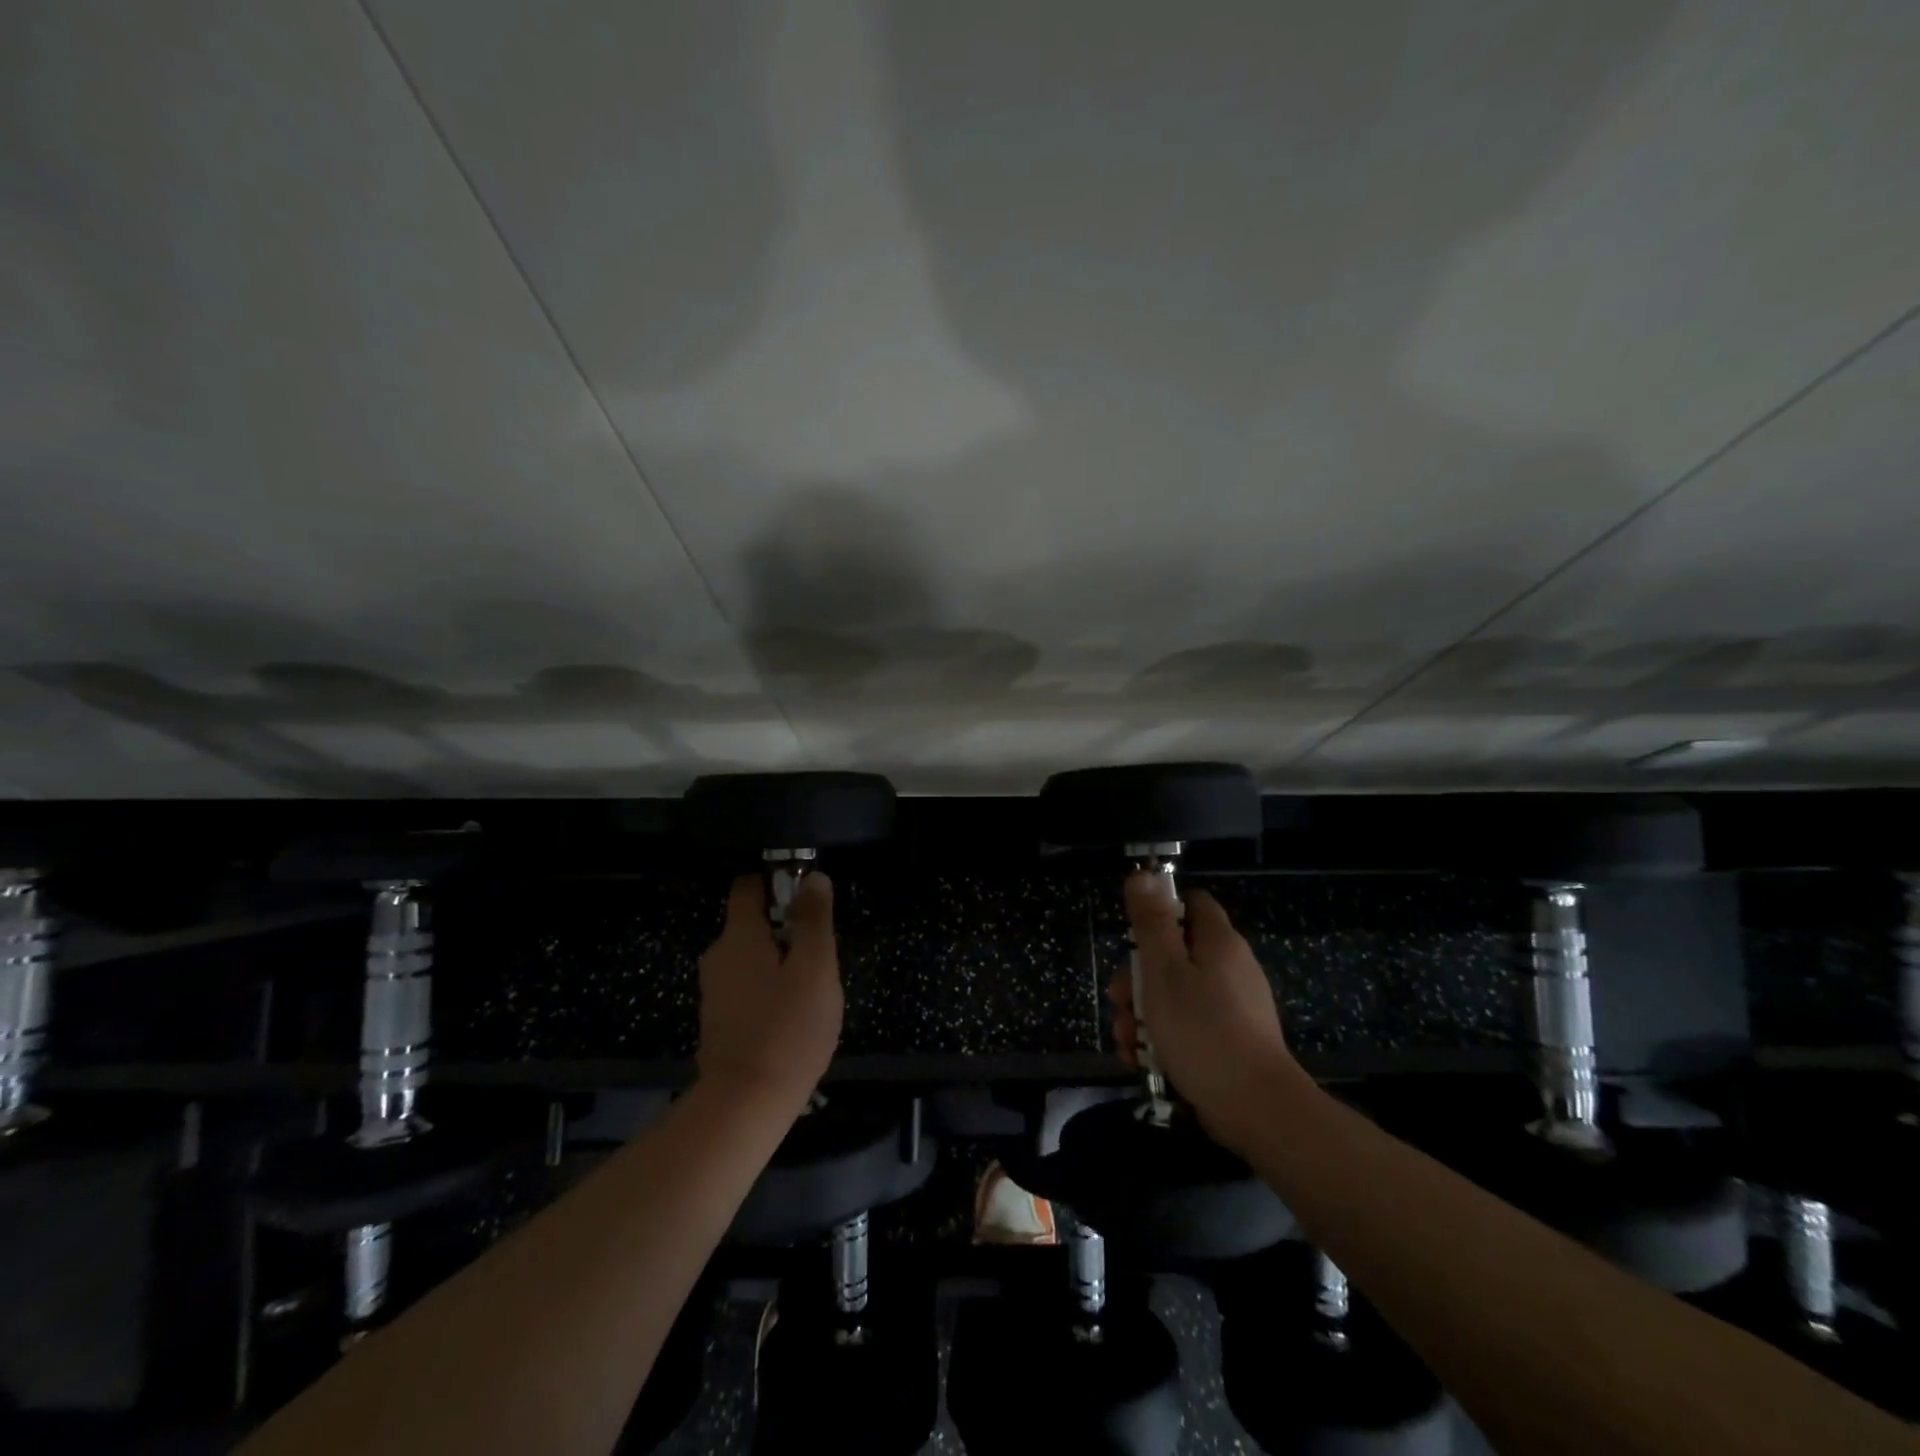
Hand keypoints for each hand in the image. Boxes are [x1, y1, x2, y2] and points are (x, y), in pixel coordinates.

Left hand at [696, 873, 843, 1109]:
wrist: (744, 1105)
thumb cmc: (787, 1028)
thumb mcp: (815, 968)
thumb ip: (814, 920)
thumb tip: (813, 878)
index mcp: (738, 936)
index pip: (748, 886)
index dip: (778, 882)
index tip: (808, 897)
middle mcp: (718, 957)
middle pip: (752, 924)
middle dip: (787, 929)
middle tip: (821, 953)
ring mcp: (714, 992)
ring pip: (752, 959)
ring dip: (780, 963)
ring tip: (813, 989)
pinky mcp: (718, 1022)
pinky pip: (747, 989)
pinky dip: (768, 990)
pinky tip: (792, 1016)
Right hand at [1108, 872, 1299, 1154]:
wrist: (1256, 1109)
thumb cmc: (1202, 1030)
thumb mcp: (1164, 970)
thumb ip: (1151, 922)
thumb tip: (1143, 874)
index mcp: (1218, 942)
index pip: (1190, 904)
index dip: (1159, 913)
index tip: (1133, 938)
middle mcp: (1229, 968)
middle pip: (1173, 954)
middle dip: (1137, 979)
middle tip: (1120, 1002)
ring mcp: (1231, 1007)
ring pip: (1174, 995)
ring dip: (1142, 1014)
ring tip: (1126, 1041)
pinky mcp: (1228, 1042)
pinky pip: (1187, 1027)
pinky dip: (1162, 1039)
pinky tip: (1141, 1060)